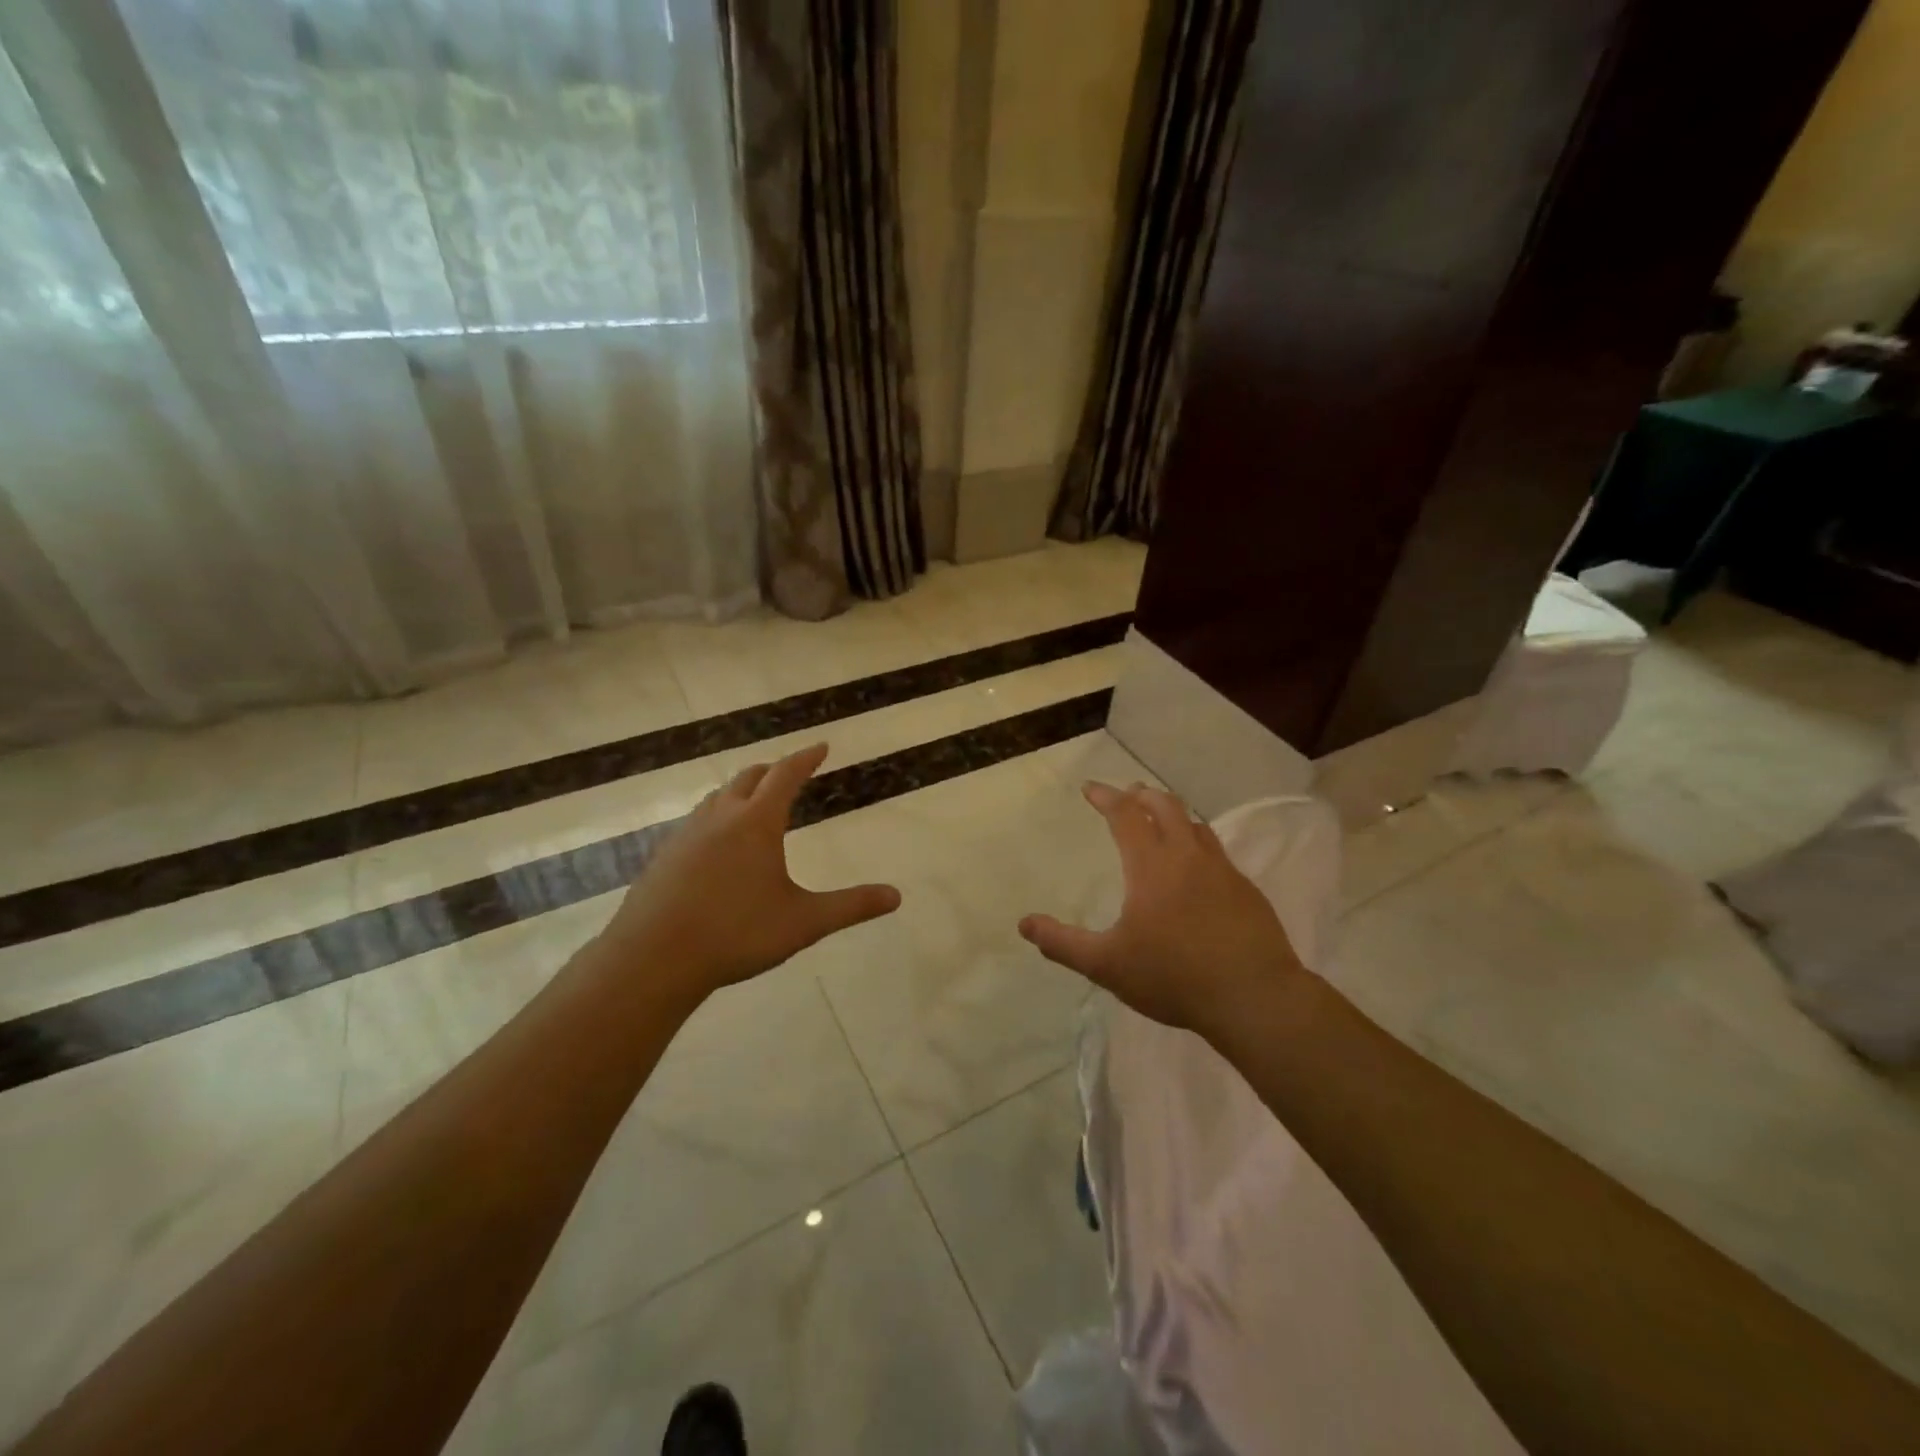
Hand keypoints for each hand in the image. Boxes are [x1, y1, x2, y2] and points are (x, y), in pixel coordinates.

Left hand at [590, 744, 900, 1006]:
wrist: (653, 958)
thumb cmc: (736, 934)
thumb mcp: (804, 922)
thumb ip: (851, 906)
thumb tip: (896, 897)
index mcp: (756, 822)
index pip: (786, 775)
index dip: (806, 758)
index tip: (821, 746)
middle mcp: (721, 817)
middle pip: (749, 777)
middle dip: (773, 771)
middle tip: (790, 773)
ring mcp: (687, 834)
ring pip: (718, 797)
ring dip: (741, 790)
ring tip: (753, 801)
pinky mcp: (664, 855)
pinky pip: (697, 821)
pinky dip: (716, 816)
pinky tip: (716, 844)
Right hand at [1019, 782, 1302, 1038]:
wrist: (1254, 997)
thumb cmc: (1173, 976)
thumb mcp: (1107, 964)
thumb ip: (1063, 943)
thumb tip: (1025, 924)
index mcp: (1151, 865)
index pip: (1125, 814)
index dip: (1106, 797)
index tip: (1090, 788)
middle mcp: (1187, 856)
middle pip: (1166, 806)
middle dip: (1142, 794)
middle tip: (1128, 794)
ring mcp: (1222, 870)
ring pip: (1195, 825)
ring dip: (1173, 813)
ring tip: (1161, 819)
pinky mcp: (1246, 890)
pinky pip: (1216, 851)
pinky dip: (1197, 842)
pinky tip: (1195, 867)